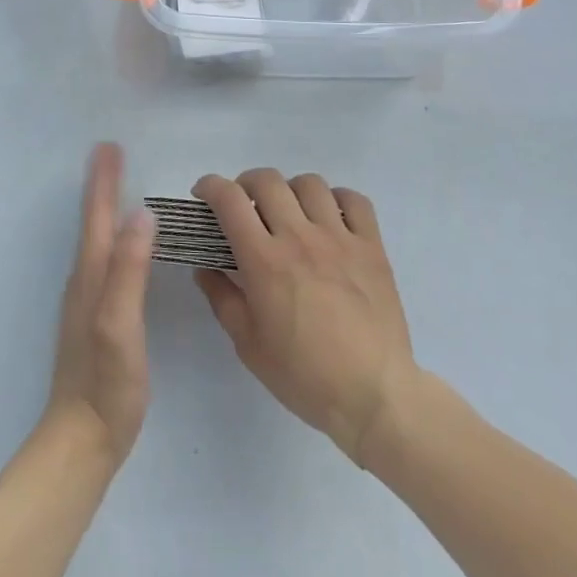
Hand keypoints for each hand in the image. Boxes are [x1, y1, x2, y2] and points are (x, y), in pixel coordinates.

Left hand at [45, 143, 155, 466]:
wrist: (81, 442)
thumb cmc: (105, 383)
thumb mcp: (119, 324)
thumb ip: (128, 270)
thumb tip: (141, 214)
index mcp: (91, 276)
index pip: (97, 217)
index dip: (103, 181)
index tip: (108, 146)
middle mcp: (84, 281)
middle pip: (92, 222)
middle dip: (101, 185)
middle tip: (110, 153)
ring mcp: (86, 301)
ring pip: (95, 240)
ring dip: (102, 208)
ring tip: (113, 186)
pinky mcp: (95, 319)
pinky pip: (102, 260)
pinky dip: (108, 236)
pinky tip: (118, 244)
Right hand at [192, 170, 418, 464]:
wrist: (373, 395)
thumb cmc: (304, 376)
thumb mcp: (248, 345)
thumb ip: (222, 298)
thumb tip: (205, 268)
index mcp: (264, 260)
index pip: (229, 199)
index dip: (210, 186)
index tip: (204, 195)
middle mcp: (299, 237)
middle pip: (267, 181)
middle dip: (246, 184)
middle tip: (244, 206)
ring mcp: (339, 238)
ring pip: (310, 183)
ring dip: (291, 190)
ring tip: (289, 212)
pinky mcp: (371, 246)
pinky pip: (354, 200)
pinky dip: (337, 199)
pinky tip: (330, 218)